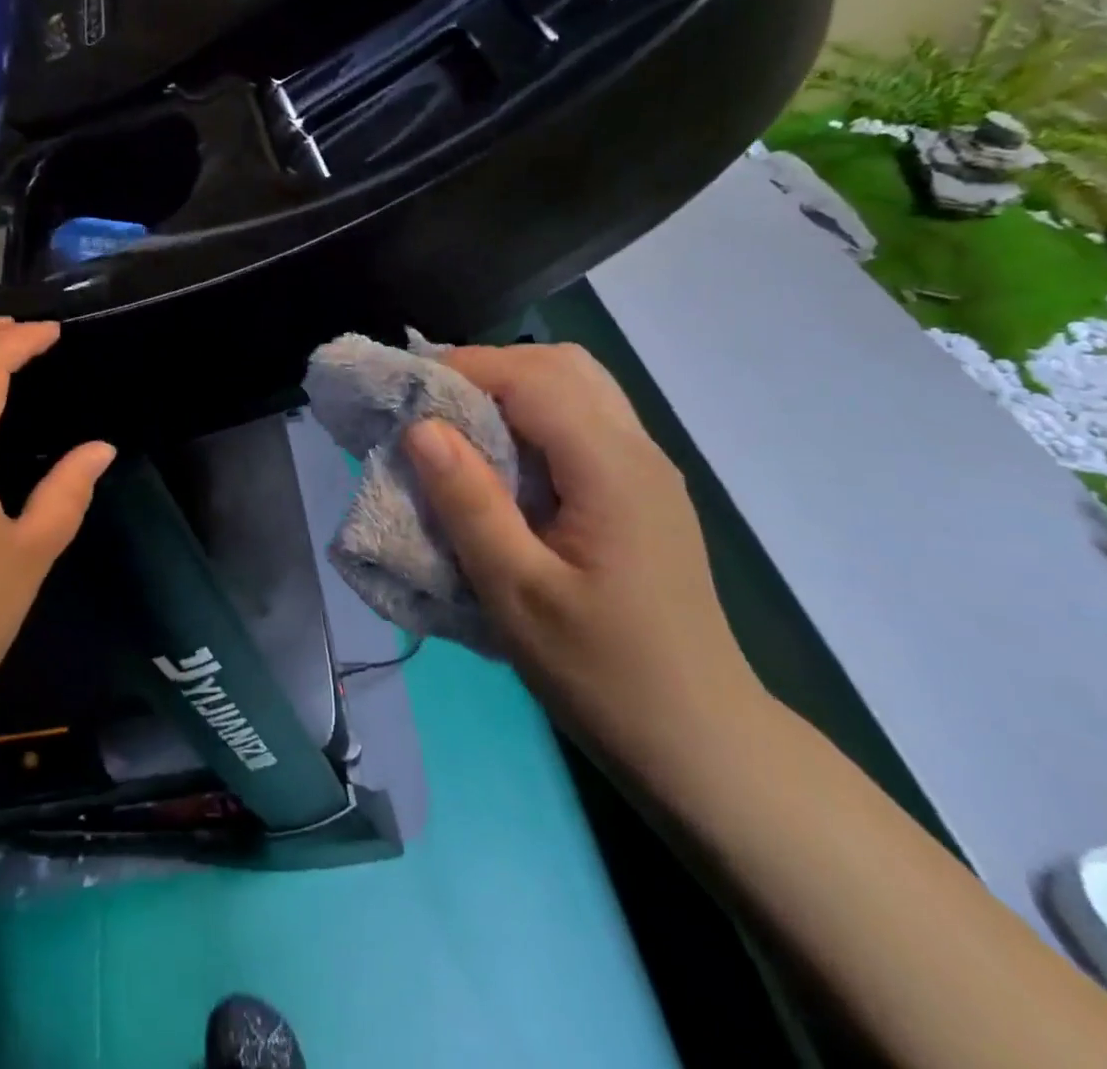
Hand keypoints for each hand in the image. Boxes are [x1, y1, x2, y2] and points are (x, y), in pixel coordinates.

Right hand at [404, 344, 768, 786]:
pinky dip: (535, 414)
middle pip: (562, 365)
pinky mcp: (642, 491)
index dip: (464, 368)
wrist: (701, 741)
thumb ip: (469, 503)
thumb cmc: (602, 673)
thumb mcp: (517, 594)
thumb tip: (421, 427)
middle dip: (488, 368)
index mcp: (611, 468)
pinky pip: (585, 421)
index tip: (405, 390)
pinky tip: (503, 460)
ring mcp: (647, 469)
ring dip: (513, 387)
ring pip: (578, 386)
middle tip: (429, 405)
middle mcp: (637, 451)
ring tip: (458, 425)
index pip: (533, 377)